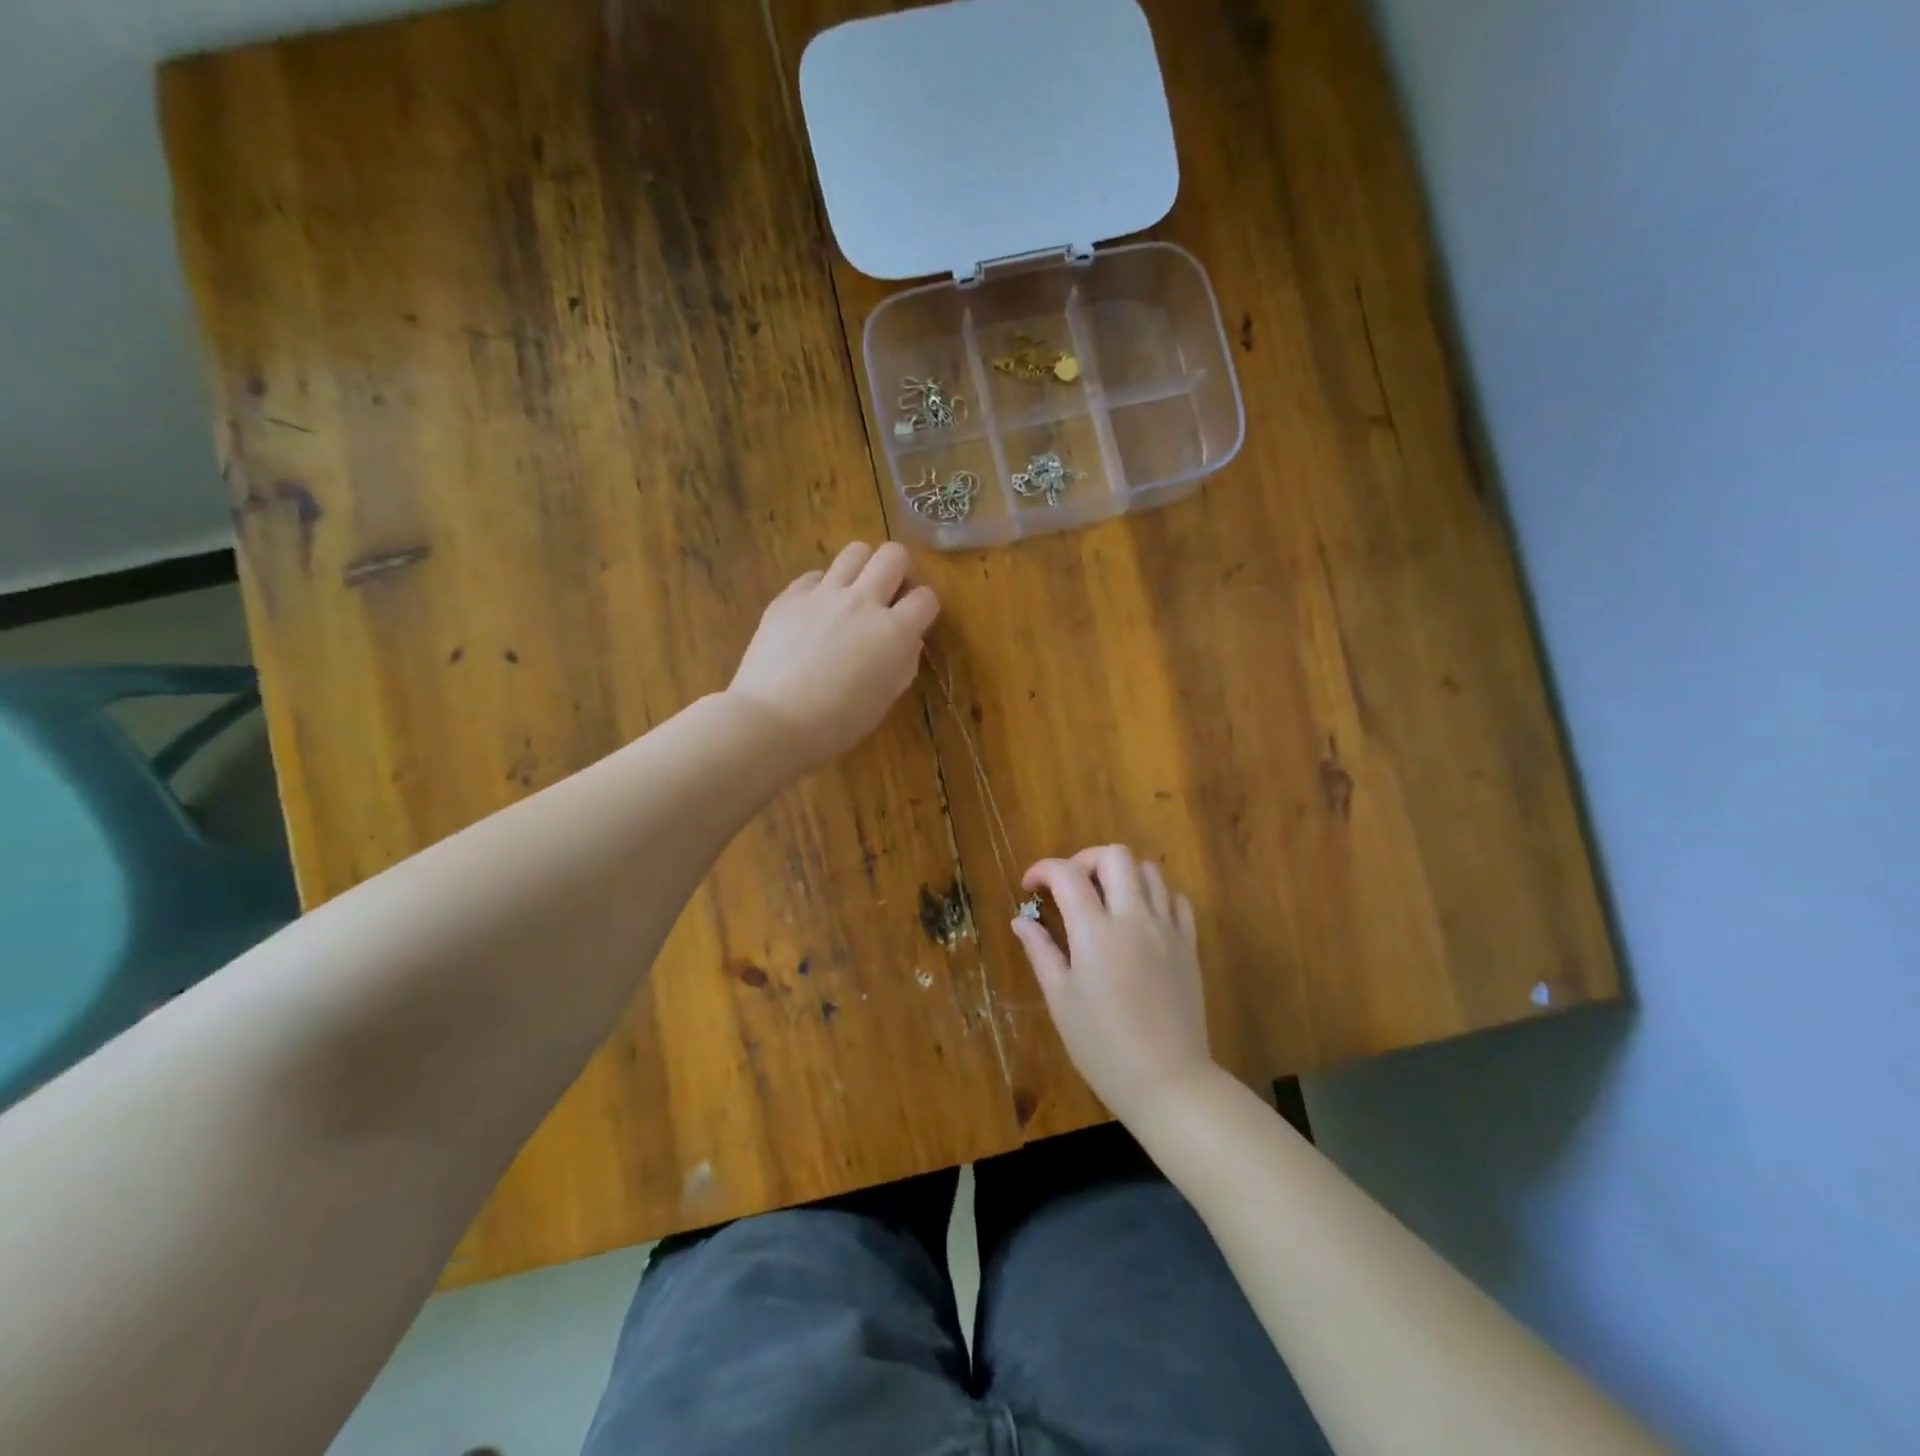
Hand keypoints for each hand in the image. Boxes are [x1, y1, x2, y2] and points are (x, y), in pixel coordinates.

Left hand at [727, 542, 939, 771]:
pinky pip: (814, 575)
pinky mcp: (789, 596)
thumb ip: (903, 664)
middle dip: (898, 570)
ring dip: (862, 568)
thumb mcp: (884, 700)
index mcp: (894, 632)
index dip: (924, 608)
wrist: (772, 721)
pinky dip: (822, 587)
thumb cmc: (836, 724)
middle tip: (888, 595)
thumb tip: (908, 641)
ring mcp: (823, 594)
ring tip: (853, 594)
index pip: (926, 597)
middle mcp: (863, 602)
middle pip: (893, 554)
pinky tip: (815, 611)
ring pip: (855, 552)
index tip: (915, 621)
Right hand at [1012, 845, 1213, 1124]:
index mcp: (1096, 932)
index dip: (1043, 870)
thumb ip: (1041, 952)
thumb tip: (1021, 920)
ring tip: (1105, 902)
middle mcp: (1134, 918)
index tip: (1031, 887)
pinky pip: (1176, 901)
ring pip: (1150, 871)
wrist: (1168, 1081)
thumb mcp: (1061, 1000)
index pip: (1067, 874)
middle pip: (1115, 855)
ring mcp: (1167, 929)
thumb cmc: (1103, 1046)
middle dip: (1085, 860)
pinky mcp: (1188, 946)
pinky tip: (1140, 921)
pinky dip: (1155, 897)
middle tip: (1070, 887)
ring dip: (1121, 876)